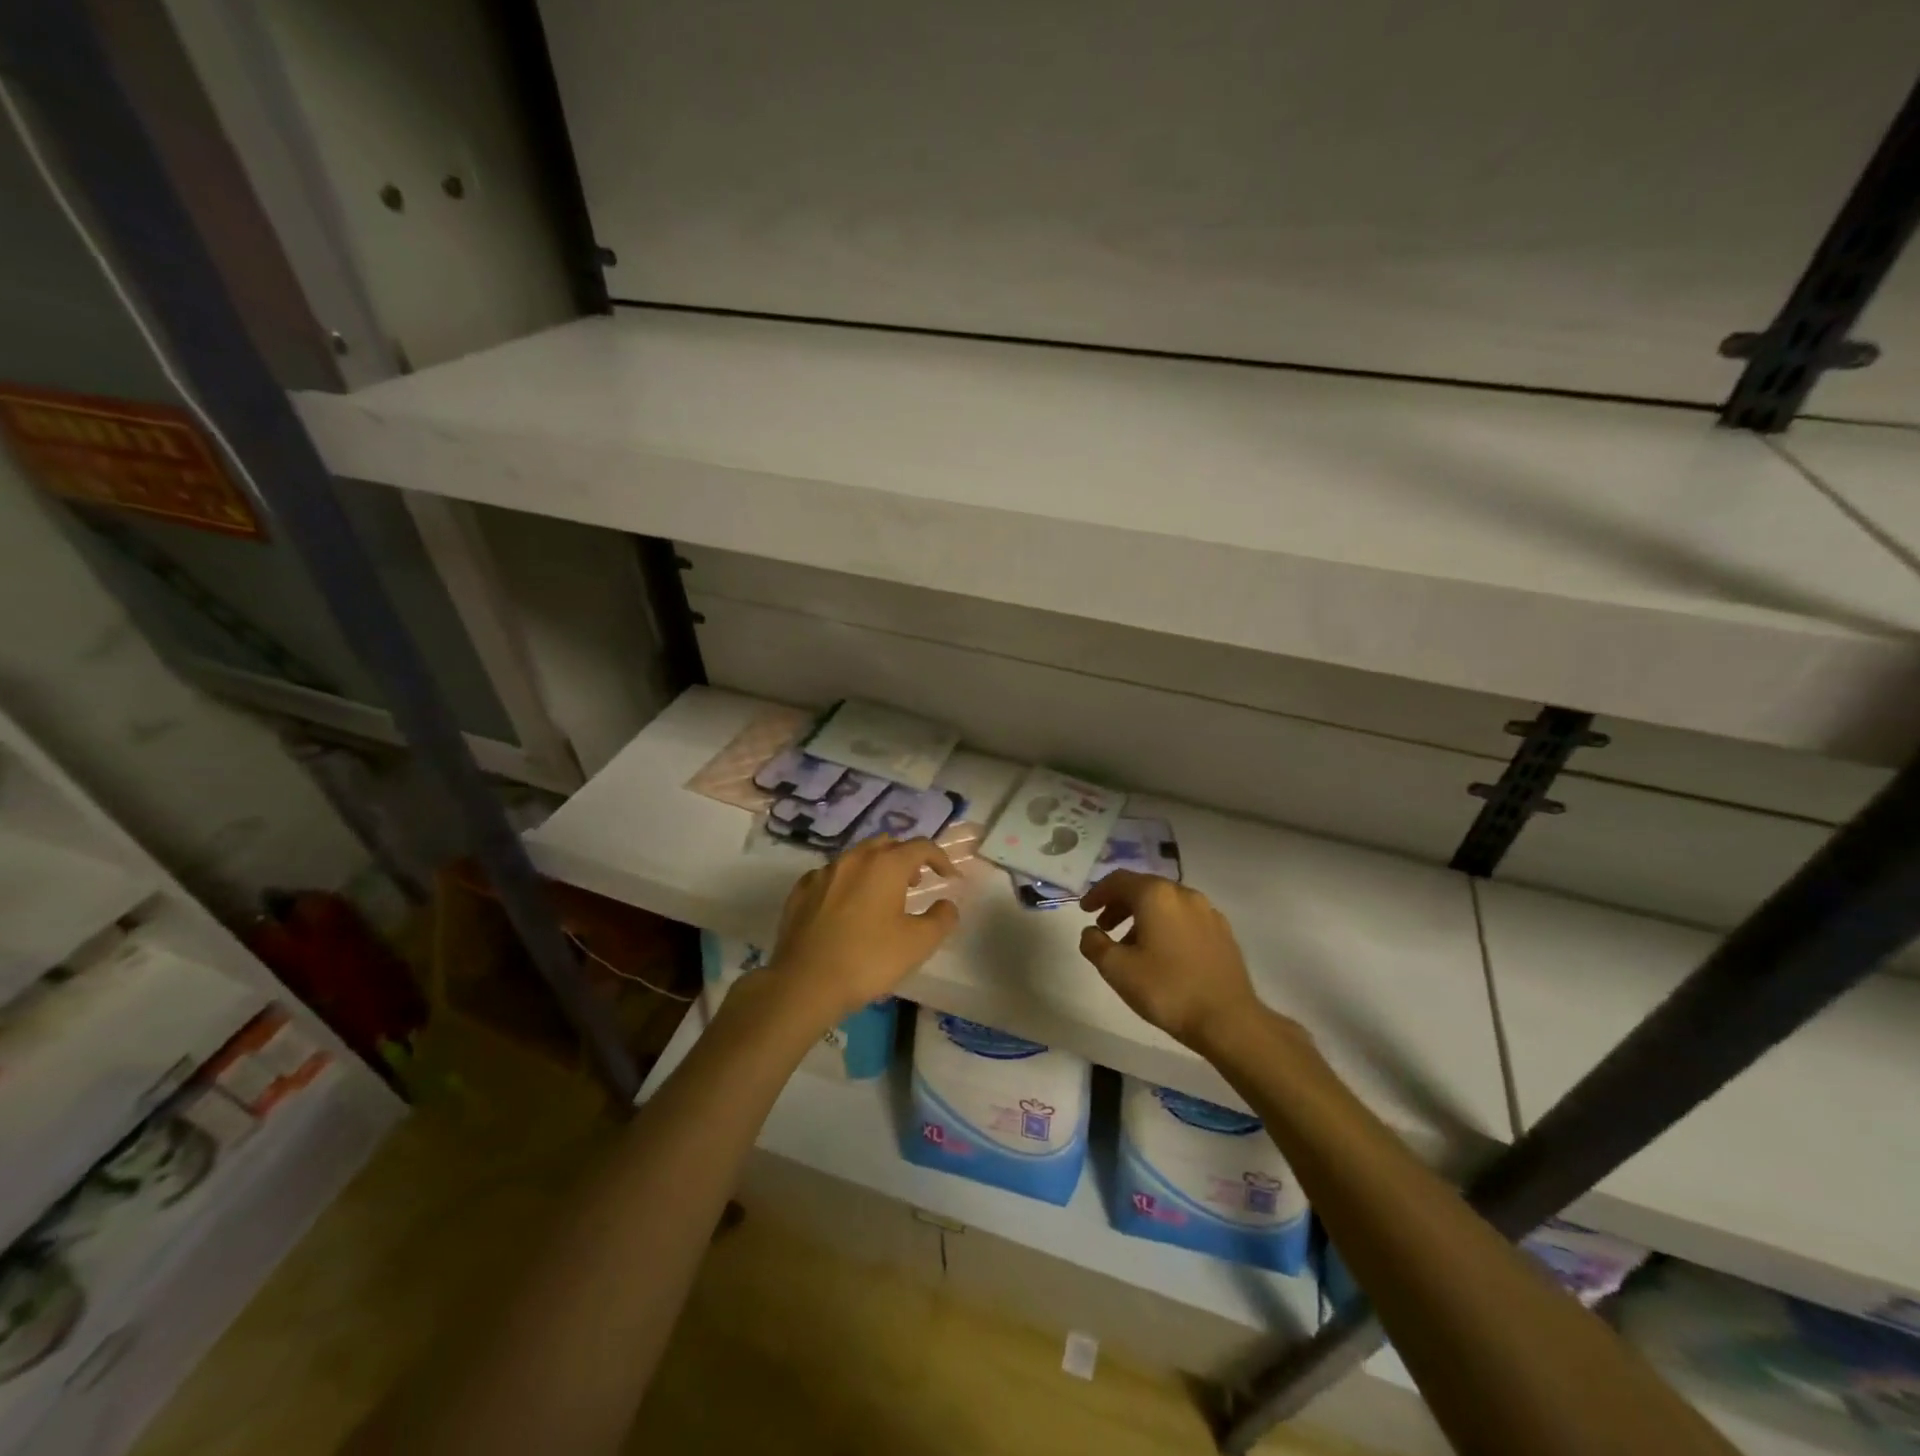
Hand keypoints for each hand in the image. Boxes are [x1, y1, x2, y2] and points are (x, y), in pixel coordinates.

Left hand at [765, 836, 959, 1027]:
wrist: (804, 983)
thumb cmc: (868, 959)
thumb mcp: (918, 944)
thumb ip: (941, 919)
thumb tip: (946, 905)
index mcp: (886, 865)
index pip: (921, 846)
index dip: (940, 858)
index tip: (948, 878)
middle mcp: (854, 859)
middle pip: (886, 844)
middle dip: (905, 858)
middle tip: (915, 882)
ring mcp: (823, 872)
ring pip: (856, 857)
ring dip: (875, 868)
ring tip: (882, 896)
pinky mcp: (801, 891)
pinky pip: (831, 876)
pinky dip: (847, 883)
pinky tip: (846, 907)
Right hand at [1078, 872, 1267, 1052]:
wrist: (1228, 1020)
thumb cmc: (1167, 989)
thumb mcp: (1117, 969)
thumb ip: (1094, 944)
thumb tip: (1090, 932)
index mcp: (1156, 895)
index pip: (1119, 880)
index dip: (1097, 894)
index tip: (1085, 911)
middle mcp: (1183, 894)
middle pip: (1143, 888)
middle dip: (1119, 904)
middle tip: (1104, 927)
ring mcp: (1207, 911)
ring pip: (1166, 904)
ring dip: (1142, 917)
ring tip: (1131, 946)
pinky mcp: (1222, 931)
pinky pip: (1185, 918)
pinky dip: (1166, 926)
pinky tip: (1162, 954)